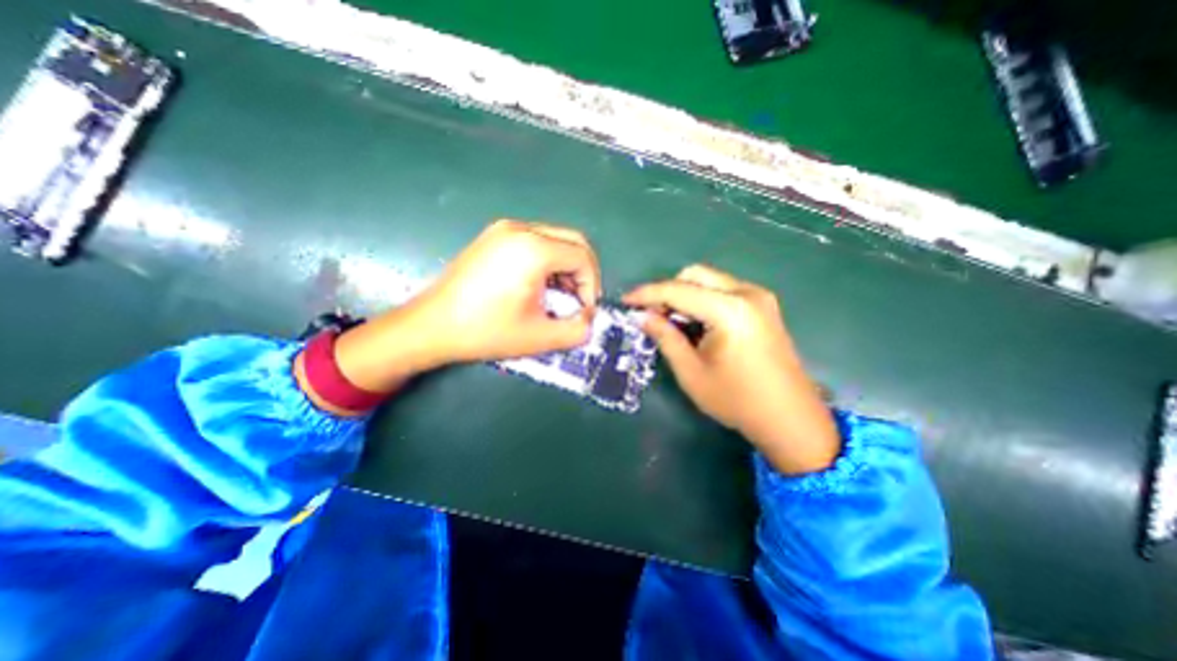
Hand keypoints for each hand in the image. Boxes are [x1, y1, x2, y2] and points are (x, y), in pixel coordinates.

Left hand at [301, 219, 599, 412]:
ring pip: (555, 240)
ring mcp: (504, 229)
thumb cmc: (485, 331)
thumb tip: (589, 321)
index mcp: (533, 249)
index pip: (583, 257)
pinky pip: (535, 242)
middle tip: (577, 301)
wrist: (430, 326)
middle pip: (573, 241)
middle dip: (583, 273)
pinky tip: (537, 286)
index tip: (583, 311)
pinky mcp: (493, 237)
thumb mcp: (539, 337)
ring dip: (565, 268)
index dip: (591, 286)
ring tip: (557, 297)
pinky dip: (547, 262)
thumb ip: (577, 330)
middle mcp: (521, 229)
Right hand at [626, 263, 834, 474]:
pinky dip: (702, 300)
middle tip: (651, 315)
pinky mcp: (764, 306)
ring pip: (709, 281)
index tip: (625, 301)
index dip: (647, 294)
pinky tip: (696, 324)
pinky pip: (723, 291)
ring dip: (685, 295)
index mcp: (730, 310)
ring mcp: (759, 297)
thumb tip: (642, 317)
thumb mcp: (691, 372)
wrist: (790, 419)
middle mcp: (747, 293)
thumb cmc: (737, 400)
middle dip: (668, 291)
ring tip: (672, 322)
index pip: (678, 290)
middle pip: (695, 275)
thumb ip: (665, 337)